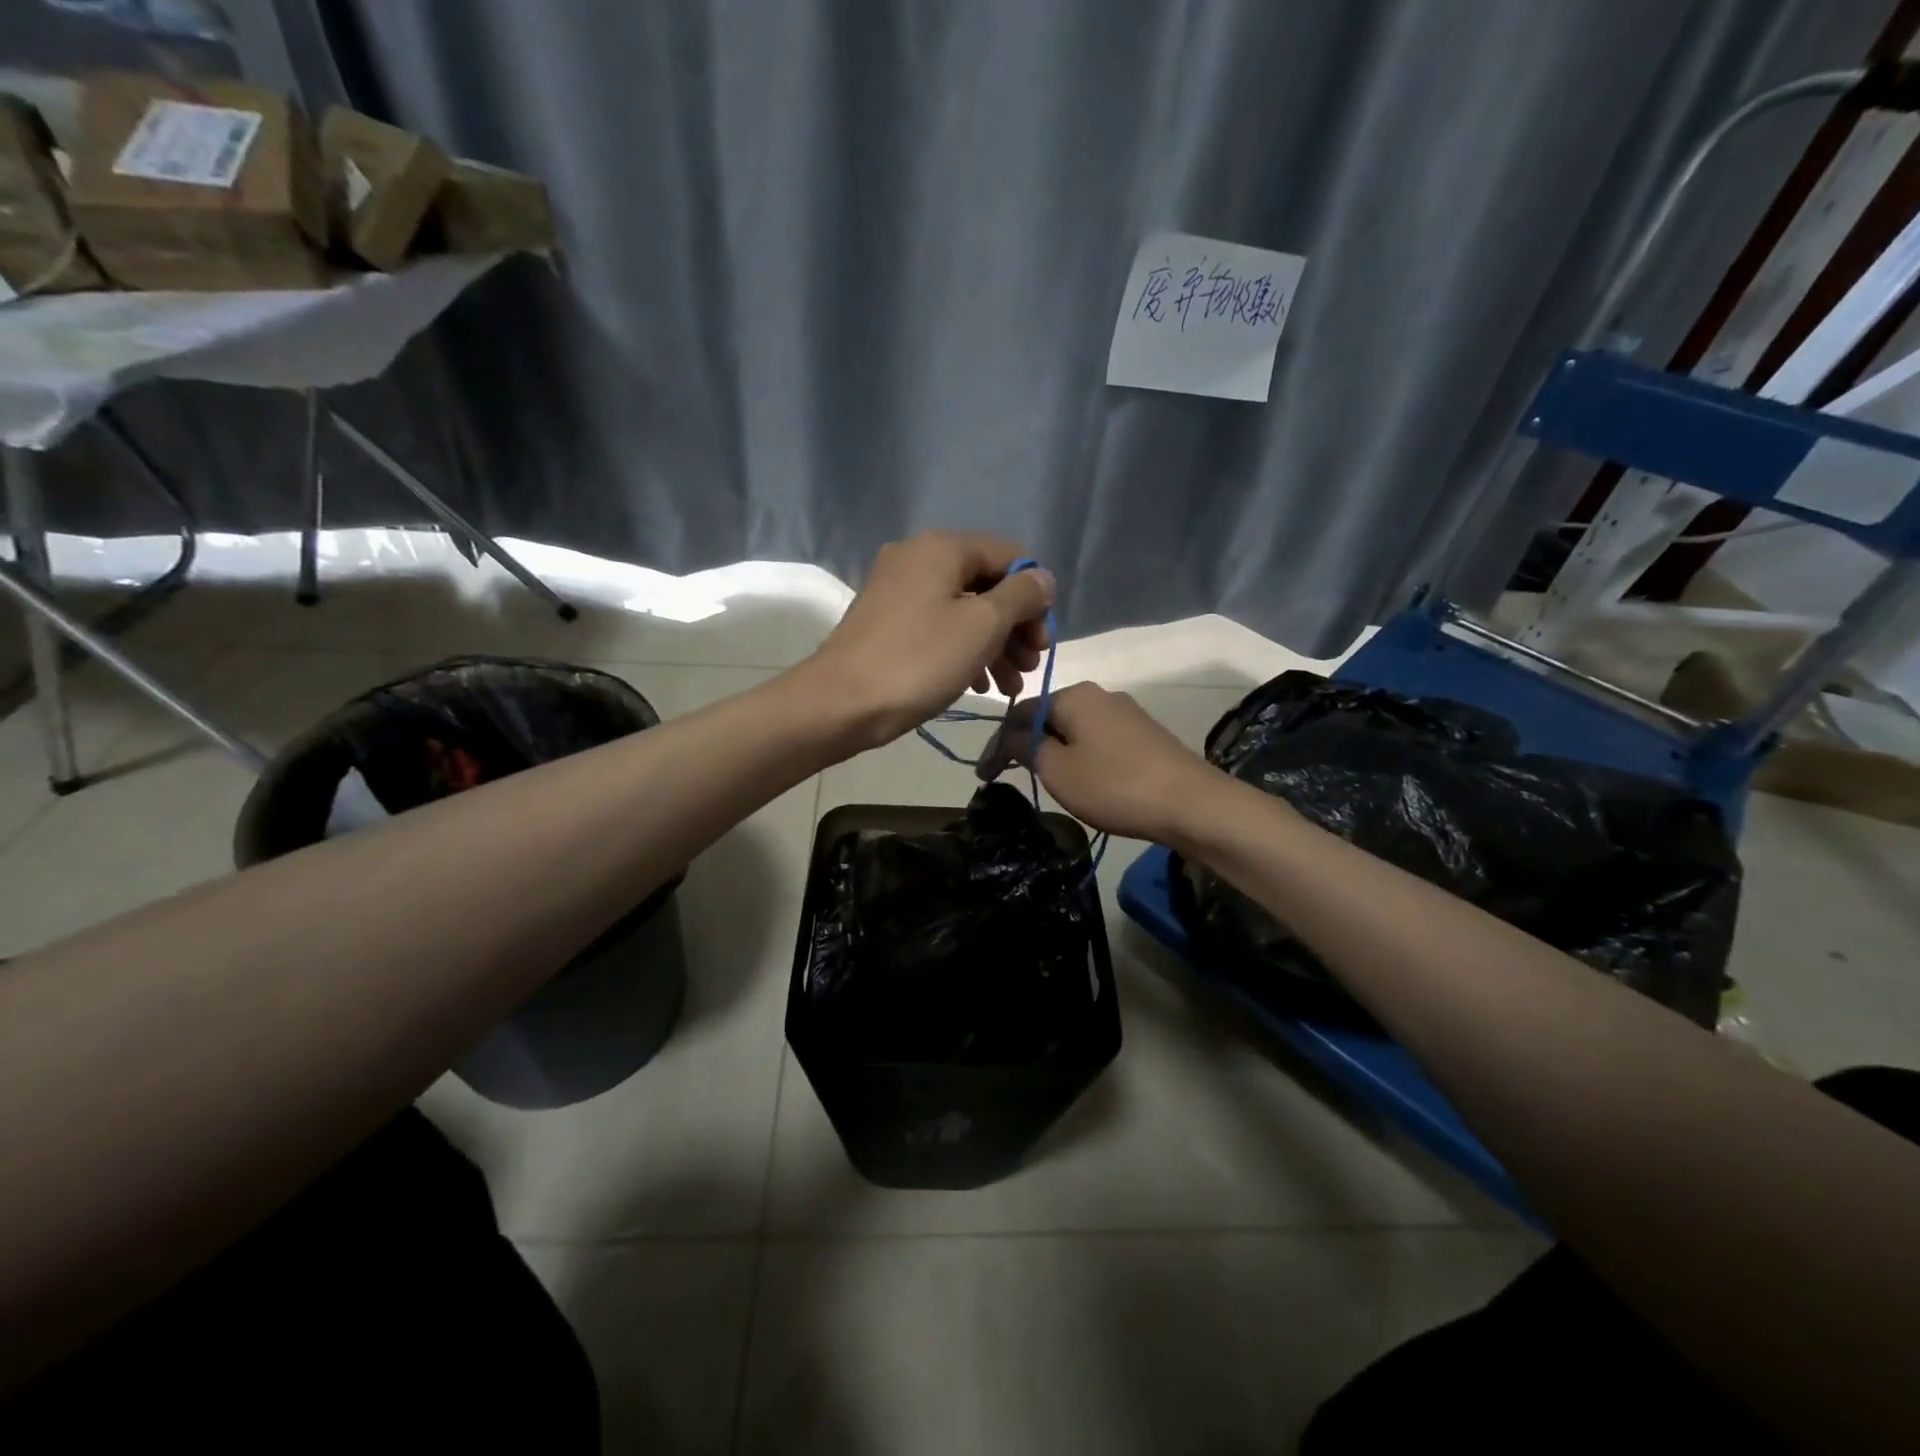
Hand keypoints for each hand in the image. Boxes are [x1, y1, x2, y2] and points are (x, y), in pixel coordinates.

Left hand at [799, 532, 1053, 750]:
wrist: (841, 703)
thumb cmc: (920, 660)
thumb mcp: (982, 626)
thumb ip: (1021, 595)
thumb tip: (1041, 577)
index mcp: (942, 548)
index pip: (1009, 556)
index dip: (1034, 597)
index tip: (1043, 642)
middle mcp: (917, 558)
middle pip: (985, 584)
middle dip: (1015, 626)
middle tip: (1030, 666)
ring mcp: (896, 590)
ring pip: (962, 610)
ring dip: (993, 644)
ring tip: (1009, 685)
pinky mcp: (885, 622)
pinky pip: (937, 626)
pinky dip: (962, 650)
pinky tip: (978, 685)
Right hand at [979, 682, 1226, 843]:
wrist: (1192, 804)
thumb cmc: (1114, 785)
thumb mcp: (1058, 770)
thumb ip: (1026, 748)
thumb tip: (1010, 737)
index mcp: (1074, 694)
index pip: (1020, 711)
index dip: (997, 743)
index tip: (984, 776)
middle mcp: (1100, 694)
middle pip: (1049, 716)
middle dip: (1026, 745)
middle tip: (1010, 778)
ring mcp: (1127, 713)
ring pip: (1075, 729)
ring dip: (1054, 752)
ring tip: (1044, 781)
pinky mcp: (1145, 735)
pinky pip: (1099, 740)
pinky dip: (1081, 757)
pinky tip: (1083, 780)